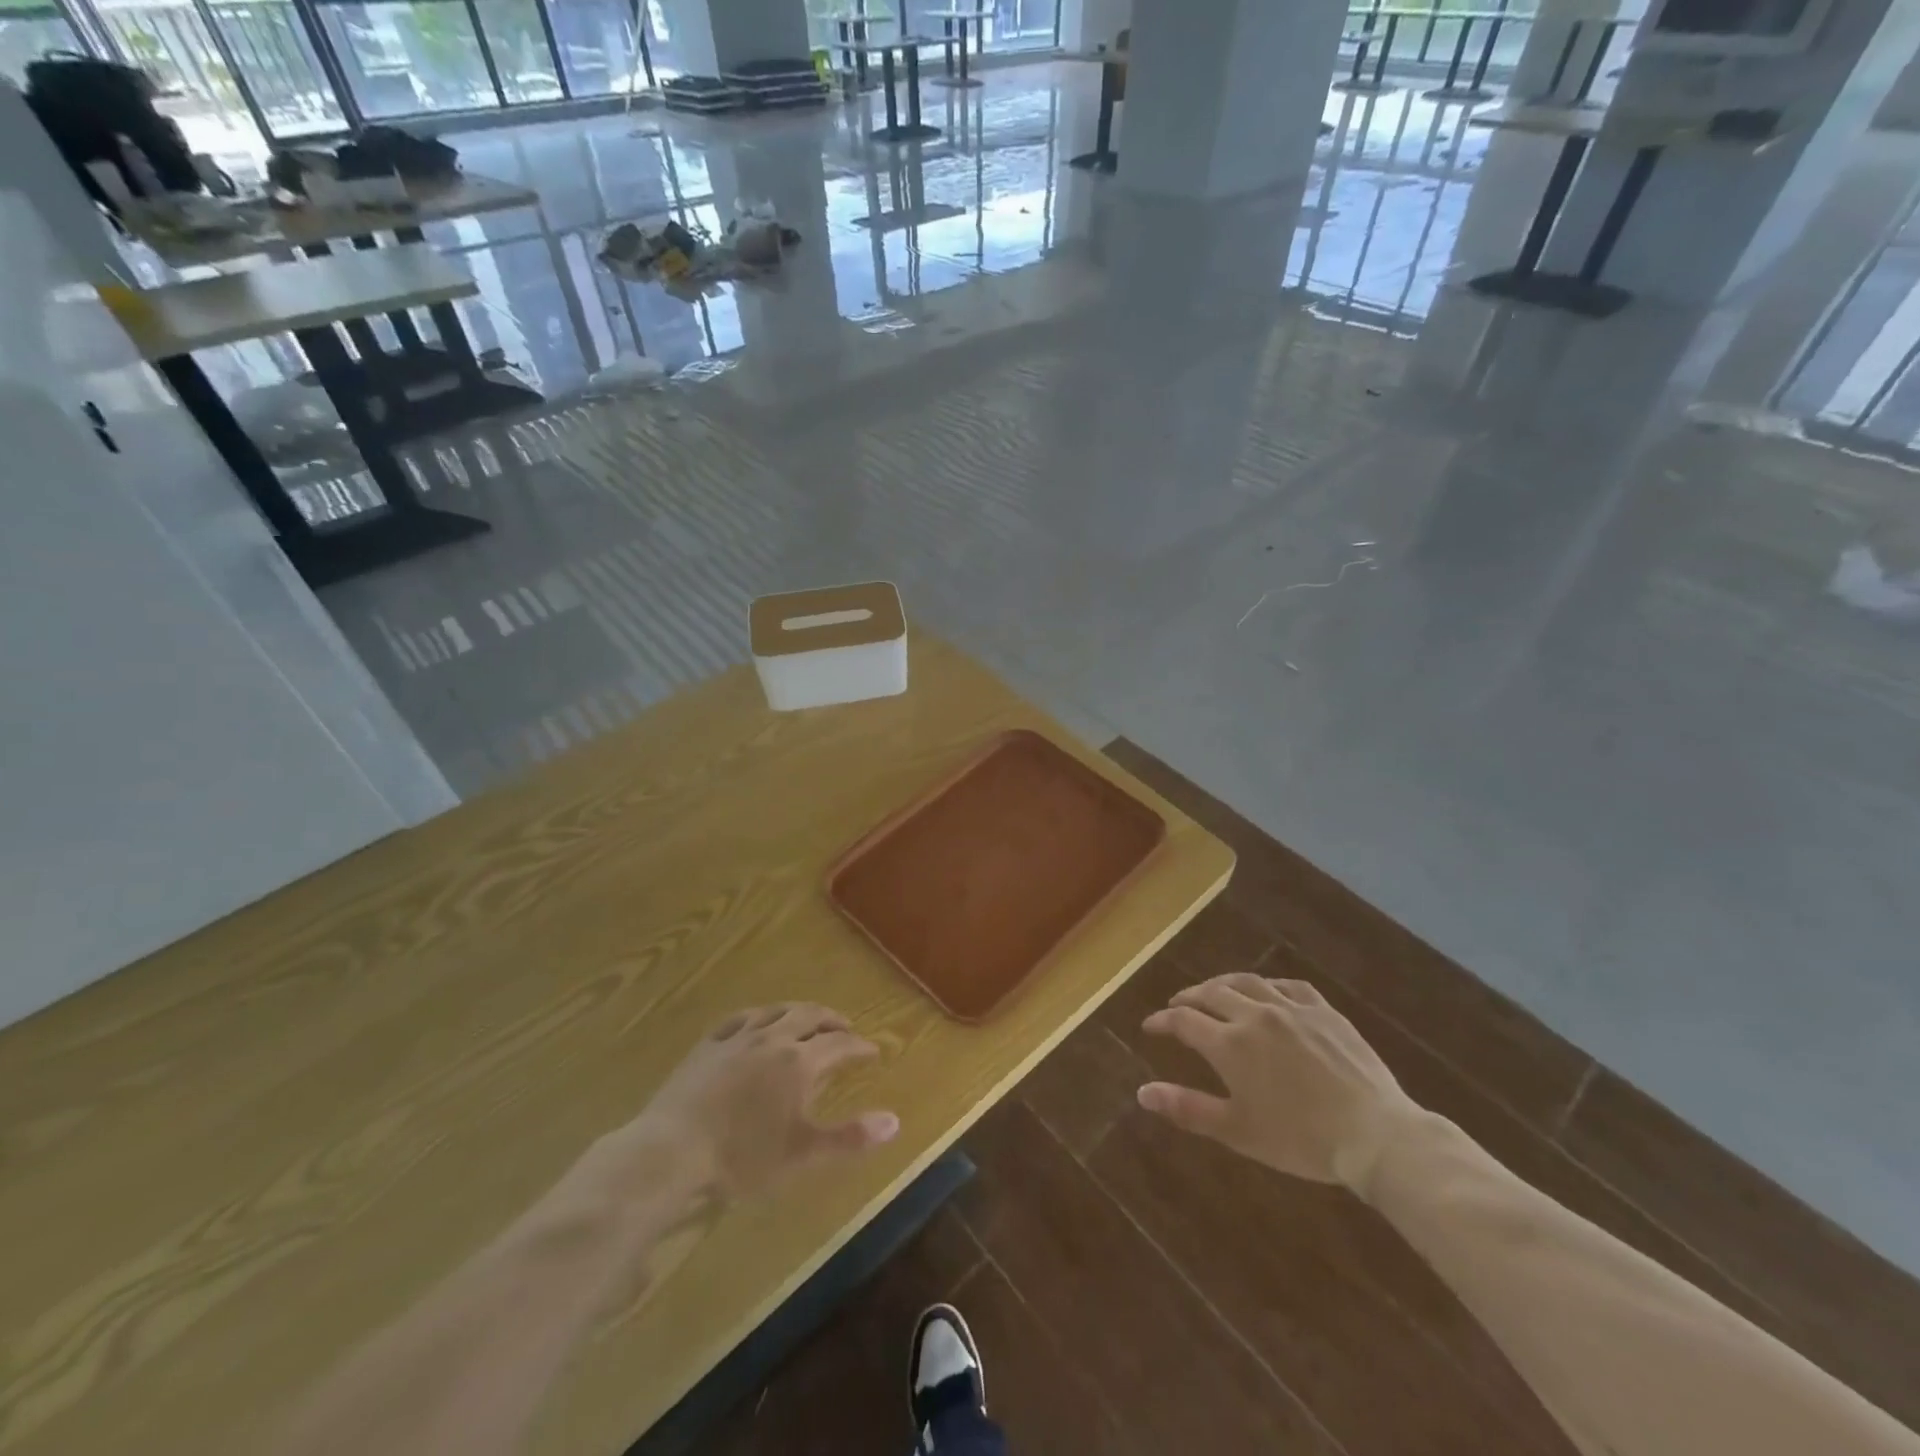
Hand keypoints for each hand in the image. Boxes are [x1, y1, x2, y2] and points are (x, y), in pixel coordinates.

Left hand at [578, 1004, 899, 1208]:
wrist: (672, 1151)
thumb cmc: (742, 1157)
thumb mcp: (802, 1153)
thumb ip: (850, 1137)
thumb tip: (895, 1121)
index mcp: (800, 1062)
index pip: (839, 1044)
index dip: (859, 1046)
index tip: (872, 1050)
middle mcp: (773, 1038)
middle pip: (810, 1016)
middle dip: (832, 1020)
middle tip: (845, 1027)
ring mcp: (737, 1038)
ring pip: (776, 1011)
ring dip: (798, 1011)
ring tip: (807, 1018)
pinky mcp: (708, 1045)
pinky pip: (739, 1018)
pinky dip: (758, 1016)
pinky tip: (757, 1022)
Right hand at [1138, 974, 1424, 1192]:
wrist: (1375, 1134)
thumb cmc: (1300, 1139)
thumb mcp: (1237, 1131)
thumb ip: (1187, 1108)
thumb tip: (1142, 1092)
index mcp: (1230, 1044)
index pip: (1184, 1021)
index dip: (1163, 1020)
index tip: (1151, 1025)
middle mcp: (1255, 1015)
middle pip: (1211, 993)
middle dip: (1189, 997)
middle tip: (1178, 1004)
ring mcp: (1292, 1009)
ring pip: (1248, 982)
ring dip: (1223, 983)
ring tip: (1214, 990)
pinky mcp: (1324, 1011)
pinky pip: (1289, 986)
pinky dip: (1269, 986)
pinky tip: (1268, 993)